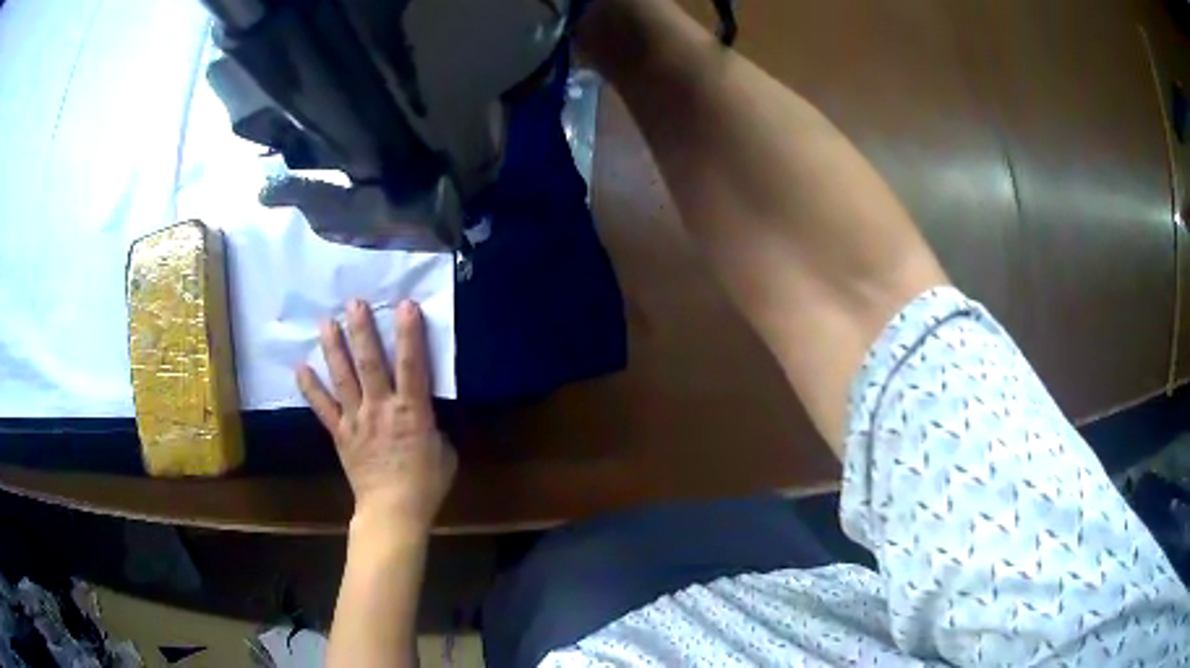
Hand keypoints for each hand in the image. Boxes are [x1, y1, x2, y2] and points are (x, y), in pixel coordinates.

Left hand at [297, 300, 456, 535]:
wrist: (393, 512)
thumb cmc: (425, 484)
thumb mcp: (445, 452)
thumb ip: (433, 427)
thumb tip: (424, 415)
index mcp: (412, 411)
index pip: (412, 365)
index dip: (409, 334)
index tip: (405, 305)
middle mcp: (381, 407)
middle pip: (369, 363)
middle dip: (362, 331)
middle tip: (354, 303)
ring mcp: (357, 419)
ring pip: (344, 378)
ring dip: (334, 349)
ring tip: (326, 323)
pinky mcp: (341, 433)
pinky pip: (323, 408)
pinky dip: (311, 388)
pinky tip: (300, 368)